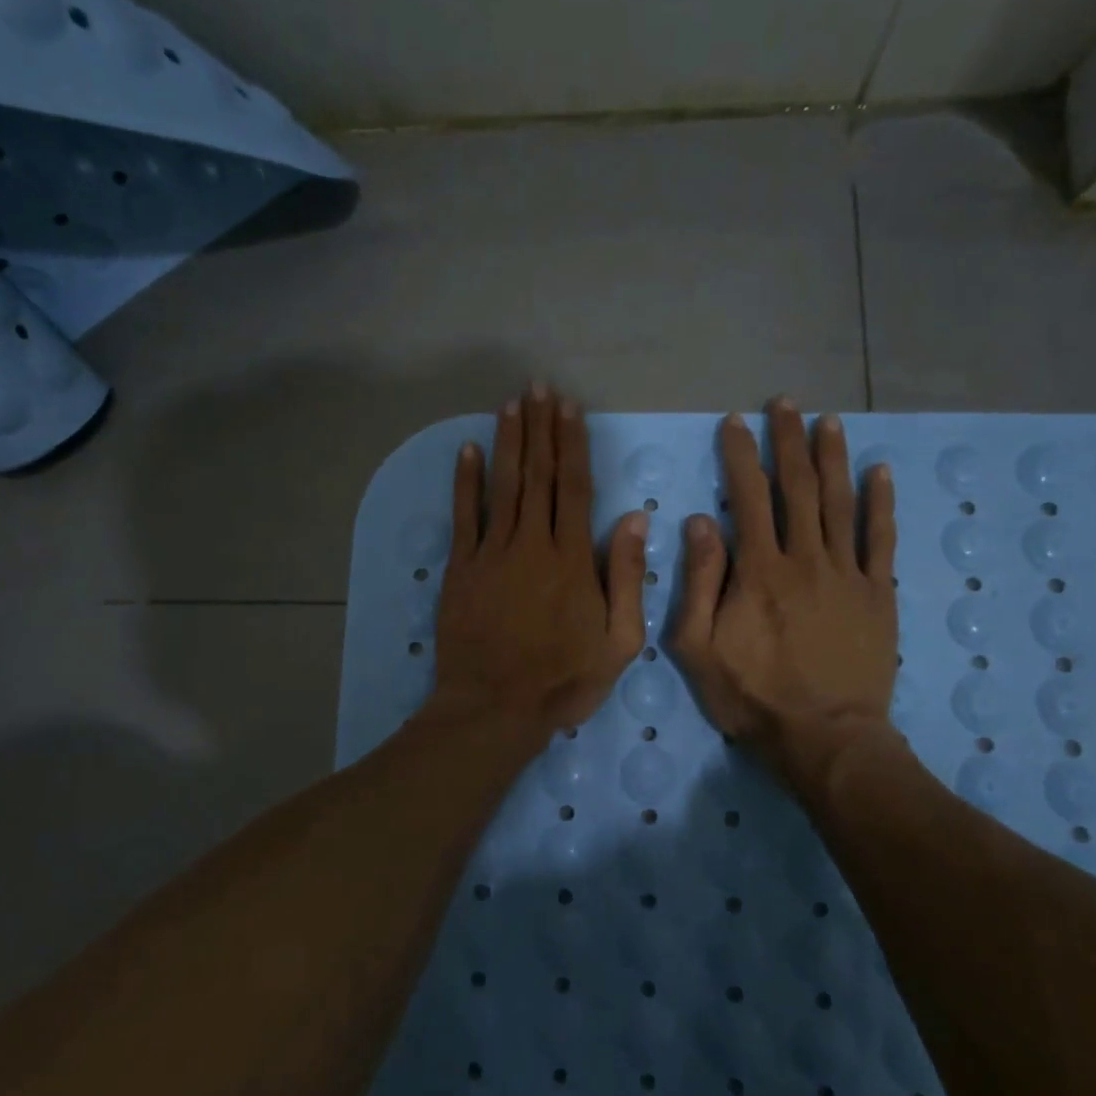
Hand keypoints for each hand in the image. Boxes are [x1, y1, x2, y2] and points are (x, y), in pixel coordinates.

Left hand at [429, 384, 648, 741]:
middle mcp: (532, 544)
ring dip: (508, 442)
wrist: (494, 708)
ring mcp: (492, 553)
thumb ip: (626, 578)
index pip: (574, 488)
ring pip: (503, 486)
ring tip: (512, 405)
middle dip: (540, 429)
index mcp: (572, 560)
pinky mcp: (461, 569)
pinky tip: (467, 450)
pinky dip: (465, 481)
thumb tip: (633, 518)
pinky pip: (464, 516)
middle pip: (537, 475)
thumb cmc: (563, 680)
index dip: (572, 445)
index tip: (570, 410)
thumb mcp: (618, 642)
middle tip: (540, 388)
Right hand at [671, 399, 900, 798]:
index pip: (747, 498)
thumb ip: (699, 582)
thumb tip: (700, 522)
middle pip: (797, 488)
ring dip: (832, 458)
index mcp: (759, 571)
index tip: (735, 422)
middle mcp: (805, 559)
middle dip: (788, 441)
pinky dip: (881, 503)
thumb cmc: (753, 696)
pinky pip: (882, 540)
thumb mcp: (698, 647)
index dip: (740, 456)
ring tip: (827, 421)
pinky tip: (879, 472)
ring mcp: (848, 574)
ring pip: (840, 503)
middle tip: (785, 404)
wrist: (824, 738)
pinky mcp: (879, 594)